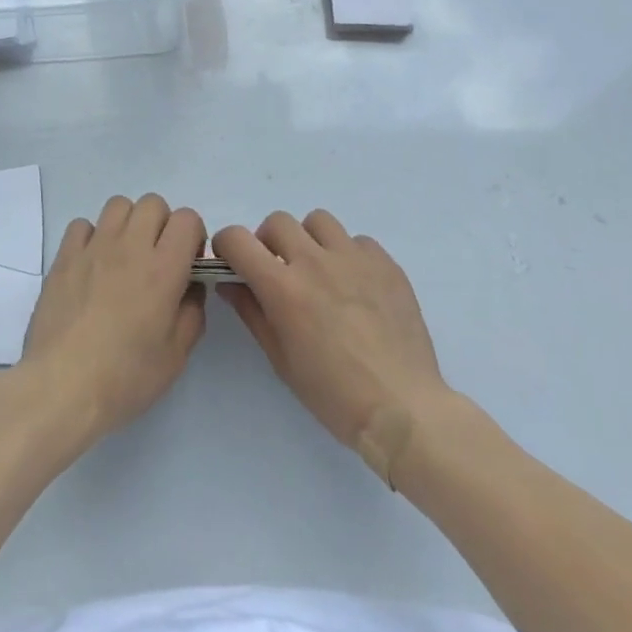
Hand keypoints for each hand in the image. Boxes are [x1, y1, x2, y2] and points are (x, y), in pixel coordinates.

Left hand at [17, 194, 206, 443]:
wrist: (62, 386)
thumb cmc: (125, 377)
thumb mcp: (176, 357)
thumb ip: (192, 313)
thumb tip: (190, 287)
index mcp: (163, 269)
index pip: (187, 218)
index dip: (193, 236)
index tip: (187, 263)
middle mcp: (130, 246)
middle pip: (153, 203)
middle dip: (162, 225)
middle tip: (156, 259)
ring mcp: (94, 246)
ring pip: (118, 205)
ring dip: (128, 224)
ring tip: (124, 258)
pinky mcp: (65, 255)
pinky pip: (83, 225)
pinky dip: (92, 237)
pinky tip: (92, 265)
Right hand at [213, 210, 448, 455]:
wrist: (404, 410)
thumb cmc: (334, 395)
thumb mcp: (281, 360)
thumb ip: (252, 313)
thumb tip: (230, 283)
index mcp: (284, 287)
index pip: (238, 239)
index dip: (227, 245)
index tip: (232, 262)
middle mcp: (315, 261)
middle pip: (277, 222)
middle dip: (268, 242)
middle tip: (279, 271)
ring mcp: (353, 258)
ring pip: (318, 221)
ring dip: (309, 240)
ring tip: (319, 271)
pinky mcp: (385, 263)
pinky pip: (358, 241)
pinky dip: (349, 255)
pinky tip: (356, 285)